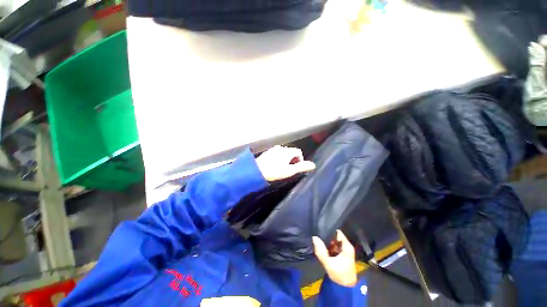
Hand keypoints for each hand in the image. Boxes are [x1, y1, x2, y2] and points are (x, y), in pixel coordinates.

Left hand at [255, 146, 315, 181]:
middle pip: (291, 152)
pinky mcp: (267, 152)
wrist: (256, 171)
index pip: (298, 152)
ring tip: (281, 168)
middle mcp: (281, 147)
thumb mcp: (289, 171)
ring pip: (284, 153)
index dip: (300, 160)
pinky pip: (277, 154)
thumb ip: (301, 167)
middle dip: (293, 160)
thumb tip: (313, 165)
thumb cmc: (274, 171)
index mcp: (287, 151)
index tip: (296, 168)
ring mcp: (273, 149)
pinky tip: (274, 165)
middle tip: (289, 169)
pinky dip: (279, 158)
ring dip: (286, 159)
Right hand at [313, 230, 357, 286]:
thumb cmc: (340, 274)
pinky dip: (328, 246)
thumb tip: (314, 237)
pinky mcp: (341, 255)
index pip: (337, 232)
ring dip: (327, 241)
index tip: (321, 228)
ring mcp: (344, 250)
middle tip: (318, 235)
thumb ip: (321, 251)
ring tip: (318, 239)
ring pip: (334, 241)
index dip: (329, 229)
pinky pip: (334, 247)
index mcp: (346, 246)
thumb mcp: (329, 263)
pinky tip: (322, 246)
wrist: (345, 288)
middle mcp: (346, 246)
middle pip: (335, 236)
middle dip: (327, 236)